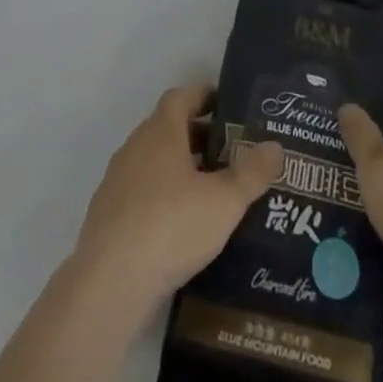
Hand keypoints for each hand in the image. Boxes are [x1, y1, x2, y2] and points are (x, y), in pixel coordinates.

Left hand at [72, 84, 284, 312]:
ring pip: (153, 164)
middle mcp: (135, 148)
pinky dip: (161, 200)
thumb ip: (252, 173)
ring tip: (210, 194)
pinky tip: (181, 229)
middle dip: (197, 137)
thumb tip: (276, 146)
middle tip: (229, 154)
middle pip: (168, 129)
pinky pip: (140, 195)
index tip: (227, 107)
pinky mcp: (106, 218)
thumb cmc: (171, 226)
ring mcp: (116, 183)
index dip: (204, 97)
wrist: (109, 284)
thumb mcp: (224, 201)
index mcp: (161, 131)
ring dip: (179, 170)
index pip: (181, 97)